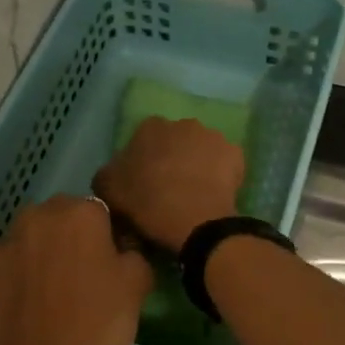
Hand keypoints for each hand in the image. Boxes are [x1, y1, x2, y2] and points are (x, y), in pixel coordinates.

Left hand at [0, 195, 153, 344]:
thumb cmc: (98, 326)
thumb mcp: (138, 286)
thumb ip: (133, 253)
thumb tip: (121, 248)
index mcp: (81, 213)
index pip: (99, 211)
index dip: (107, 235)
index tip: (110, 262)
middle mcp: (39, 216)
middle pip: (61, 217)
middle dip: (71, 236)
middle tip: (82, 273)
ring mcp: (6, 241)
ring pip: (31, 236)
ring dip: (41, 250)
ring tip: (51, 288)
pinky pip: (6, 260)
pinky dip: (15, 271)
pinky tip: (26, 298)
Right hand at [94, 117, 244, 251]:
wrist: (195, 221)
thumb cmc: (147, 203)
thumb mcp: (108, 190)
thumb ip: (108, 174)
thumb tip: (115, 172)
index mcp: (150, 127)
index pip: (143, 139)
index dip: (143, 160)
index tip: (143, 182)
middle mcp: (182, 123)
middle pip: (175, 140)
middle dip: (172, 157)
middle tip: (168, 187)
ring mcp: (213, 136)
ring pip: (201, 149)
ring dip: (196, 163)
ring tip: (193, 192)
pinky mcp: (236, 154)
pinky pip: (224, 163)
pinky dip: (219, 175)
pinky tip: (213, 194)